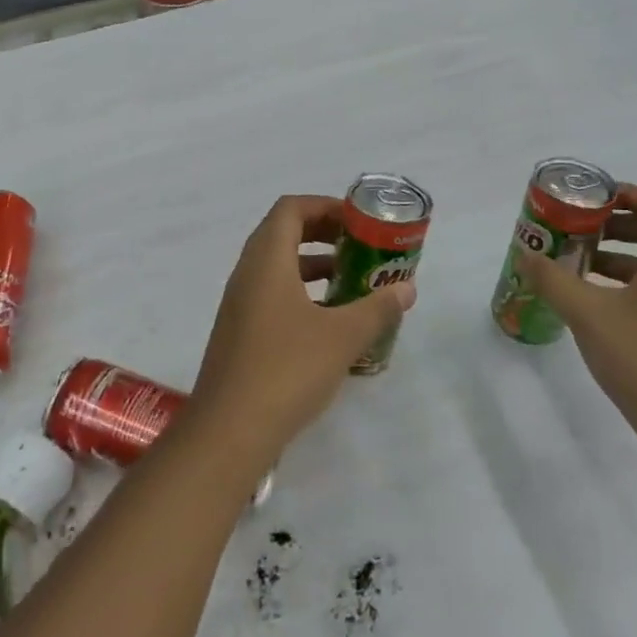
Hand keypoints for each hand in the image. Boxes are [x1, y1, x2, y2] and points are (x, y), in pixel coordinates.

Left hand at [188, 195, 415, 467]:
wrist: (229, 429)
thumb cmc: (287, 369)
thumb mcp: (342, 337)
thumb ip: (377, 308)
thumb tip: (406, 289)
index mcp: (266, 260)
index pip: (290, 209)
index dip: (324, 206)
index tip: (358, 221)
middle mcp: (247, 273)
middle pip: (283, 233)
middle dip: (323, 233)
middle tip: (359, 246)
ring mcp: (239, 304)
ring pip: (277, 266)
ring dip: (313, 265)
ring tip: (351, 281)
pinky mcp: (239, 332)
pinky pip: (271, 294)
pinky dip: (301, 293)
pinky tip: (328, 322)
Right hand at [513, 185, 636, 473]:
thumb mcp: (589, 315)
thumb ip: (553, 280)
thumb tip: (525, 253)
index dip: (625, 194)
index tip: (587, 200)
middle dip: (610, 225)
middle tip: (571, 229)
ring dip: (612, 256)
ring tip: (571, 265)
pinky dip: (621, 285)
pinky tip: (590, 304)